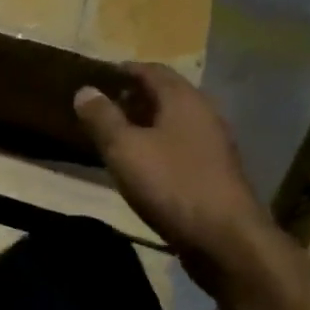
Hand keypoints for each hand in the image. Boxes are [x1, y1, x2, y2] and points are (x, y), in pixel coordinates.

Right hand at [73, 64, 274, 288]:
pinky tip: (141, 163)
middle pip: (167, 94)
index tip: (98, 76)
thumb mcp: (125, 149)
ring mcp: (213, 145)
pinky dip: (158, 144)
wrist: (225, 239)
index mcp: (184, 100)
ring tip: (116, 134)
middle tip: (102, 105)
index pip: (153, 70)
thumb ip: (102, 118)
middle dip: (134, 96)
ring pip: (175, 121)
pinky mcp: (215, 172)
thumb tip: (85, 90)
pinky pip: (181, 145)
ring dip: (146, 122)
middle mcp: (204, 115)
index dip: (124, 70)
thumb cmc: (171, 185)